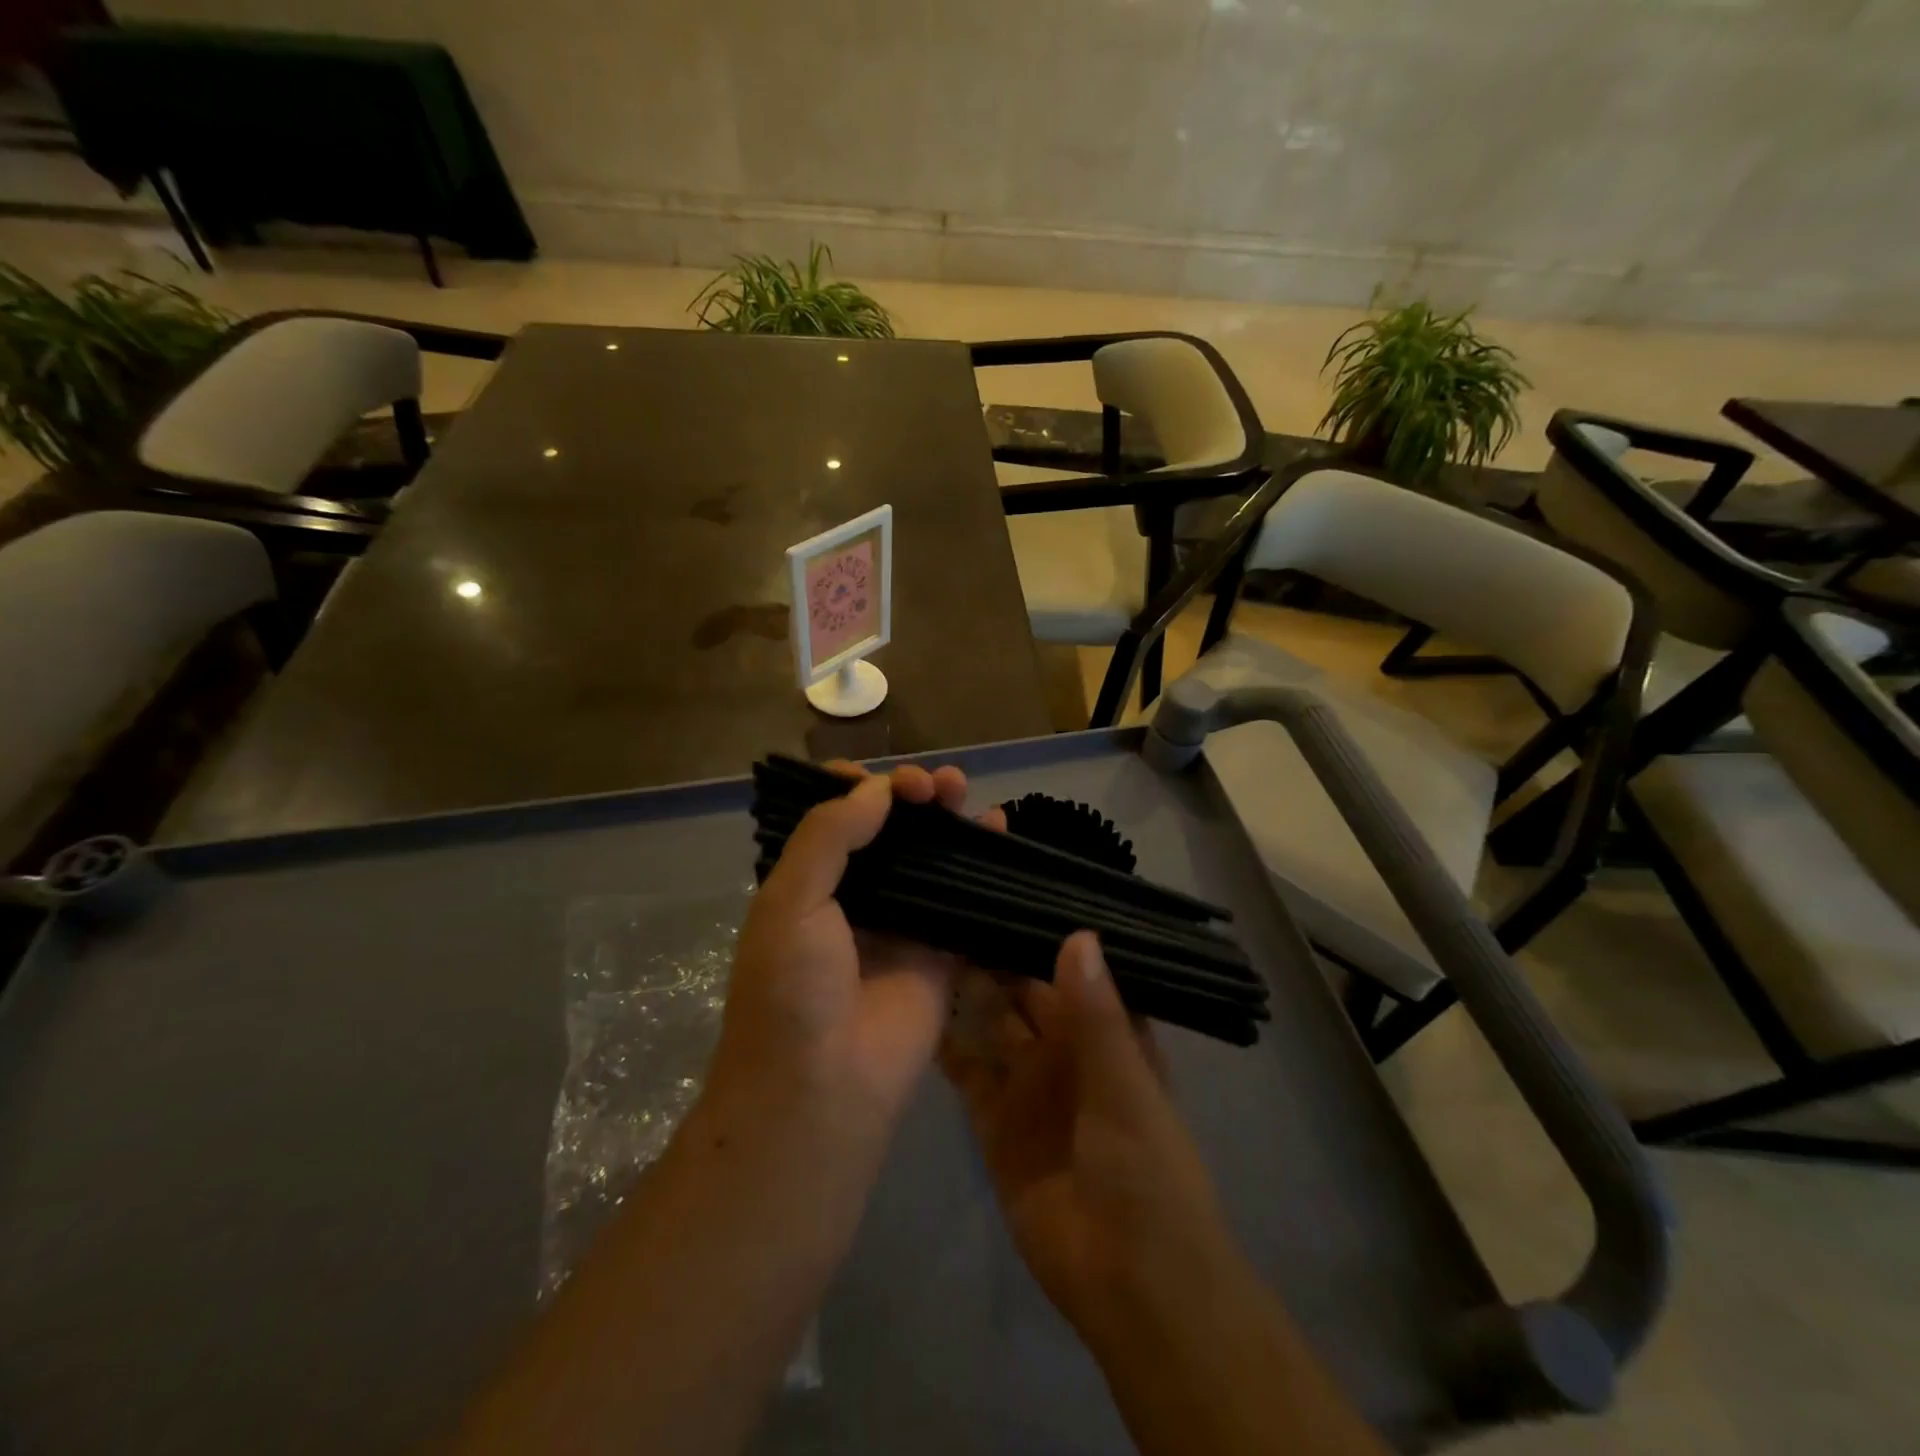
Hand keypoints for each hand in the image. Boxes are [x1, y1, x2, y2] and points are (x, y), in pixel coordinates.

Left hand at [705, 762, 1003, 1159]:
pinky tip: (998, 829)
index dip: (858, 788)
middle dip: (910, 796)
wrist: (823, 1090)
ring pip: (929, 858)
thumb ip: (829, 836)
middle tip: (934, 786)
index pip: (834, 818)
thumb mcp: (789, 902)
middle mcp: (853, 897)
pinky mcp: (941, 952)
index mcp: (806, 883)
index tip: (885, 780)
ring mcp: (900, 924)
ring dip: (946, 819)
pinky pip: (965, 897)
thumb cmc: (791, 990)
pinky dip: (982, 862)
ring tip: (964, 792)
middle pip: (888, 831)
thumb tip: (877, 789)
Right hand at [940, 933, 1235, 1337]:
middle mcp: (1065, 1047)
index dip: (1042, 932)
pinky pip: (966, 1070)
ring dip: (965, 990)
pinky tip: (913, 1007)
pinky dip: (945, 1043)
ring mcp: (1027, 1082)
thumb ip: (1097, 1014)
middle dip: (995, 954)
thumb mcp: (1124, 1085)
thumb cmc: (1145, 1170)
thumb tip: (1077, 934)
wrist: (1129, 1280)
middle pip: (1025, 990)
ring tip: (924, 941)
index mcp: (1107, 1031)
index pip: (1072, 967)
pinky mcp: (993, 1120)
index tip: (1002, 889)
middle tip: (949, 905)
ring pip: (992, 1022)